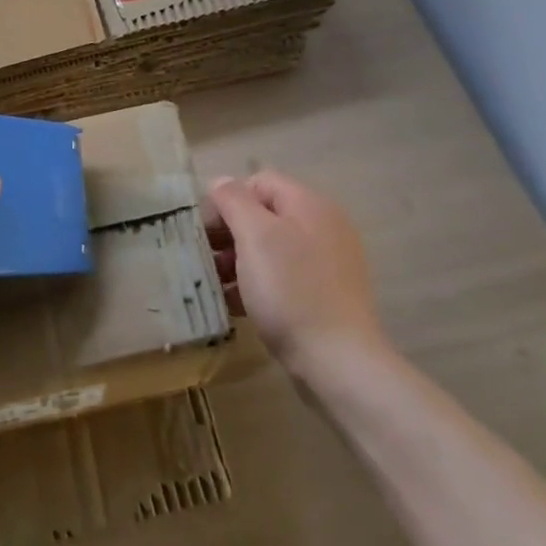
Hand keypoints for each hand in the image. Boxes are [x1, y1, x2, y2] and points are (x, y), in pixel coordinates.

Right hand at [204, 171, 389, 382]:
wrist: (339, 363)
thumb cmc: (291, 290)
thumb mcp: (255, 236)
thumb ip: (234, 200)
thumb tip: (220, 183)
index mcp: (309, 204)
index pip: (257, 182)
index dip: (227, 199)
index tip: (205, 231)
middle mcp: (322, 226)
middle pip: (264, 214)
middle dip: (230, 232)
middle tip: (206, 258)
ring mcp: (327, 263)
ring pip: (271, 248)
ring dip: (239, 260)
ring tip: (216, 284)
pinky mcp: (324, 296)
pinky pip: (283, 277)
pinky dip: (258, 284)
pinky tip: (236, 304)